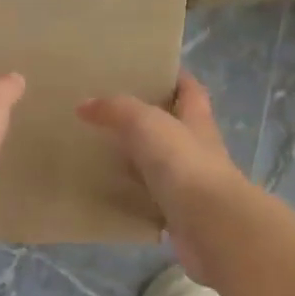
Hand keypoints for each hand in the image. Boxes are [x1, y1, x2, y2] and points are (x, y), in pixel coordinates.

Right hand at [79, 71, 247, 285]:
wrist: (210, 224)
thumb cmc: (183, 164)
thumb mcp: (146, 124)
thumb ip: (116, 110)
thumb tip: (84, 105)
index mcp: (196, 120)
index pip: (190, 90)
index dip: (174, 78)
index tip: (148, 71)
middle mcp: (197, 150)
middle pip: (174, 128)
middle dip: (148, 121)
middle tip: (110, 115)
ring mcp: (190, 185)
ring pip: (161, 167)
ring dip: (138, 162)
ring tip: (102, 155)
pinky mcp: (179, 216)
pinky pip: (152, 202)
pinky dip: (134, 198)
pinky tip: (110, 196)